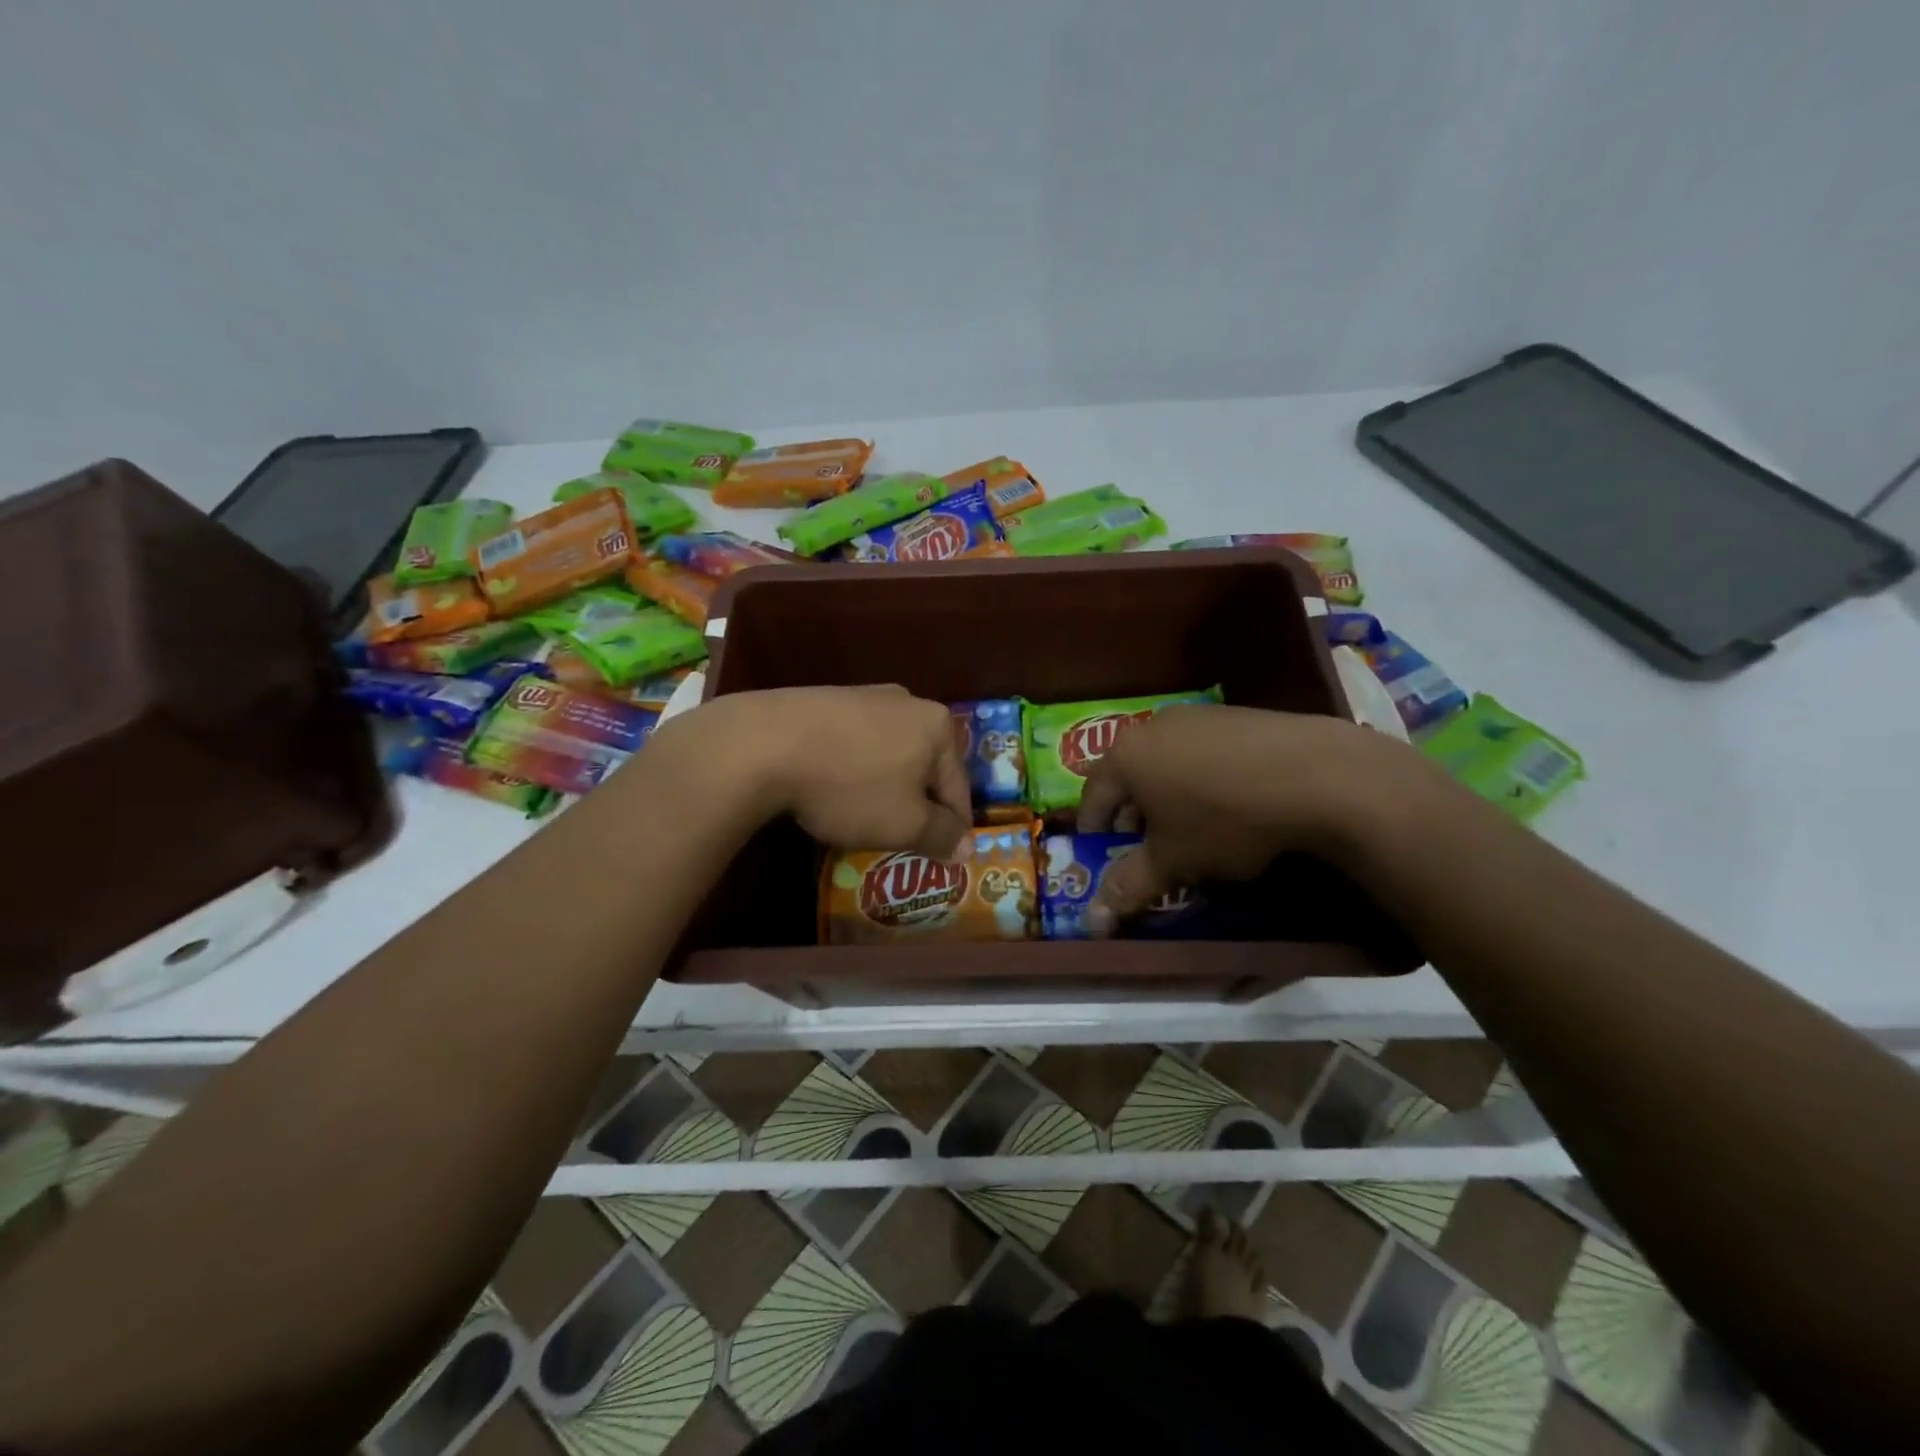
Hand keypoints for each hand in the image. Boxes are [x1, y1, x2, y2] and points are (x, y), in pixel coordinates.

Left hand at [653, 686, 972, 859]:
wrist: (763, 743)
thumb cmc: (849, 786)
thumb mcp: (904, 824)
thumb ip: (942, 835)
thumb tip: (966, 846)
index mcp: (938, 726)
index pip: (958, 787)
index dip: (954, 826)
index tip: (943, 855)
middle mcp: (908, 702)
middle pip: (924, 766)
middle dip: (916, 802)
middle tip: (901, 837)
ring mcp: (864, 696)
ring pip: (889, 753)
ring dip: (884, 785)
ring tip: (863, 816)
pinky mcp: (826, 699)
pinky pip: (854, 742)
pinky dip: (853, 768)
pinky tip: (832, 787)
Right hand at [1076, 705, 1408, 934]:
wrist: (1316, 774)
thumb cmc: (1225, 820)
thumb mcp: (1173, 862)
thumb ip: (1129, 887)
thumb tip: (1093, 923)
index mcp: (1125, 757)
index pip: (1092, 796)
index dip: (1093, 830)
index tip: (1102, 854)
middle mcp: (1152, 727)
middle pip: (1128, 775)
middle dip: (1132, 812)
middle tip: (1147, 845)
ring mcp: (1196, 715)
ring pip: (1165, 760)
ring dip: (1167, 793)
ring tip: (1190, 825)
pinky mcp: (1235, 714)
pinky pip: (1201, 750)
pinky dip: (1201, 776)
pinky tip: (1230, 801)